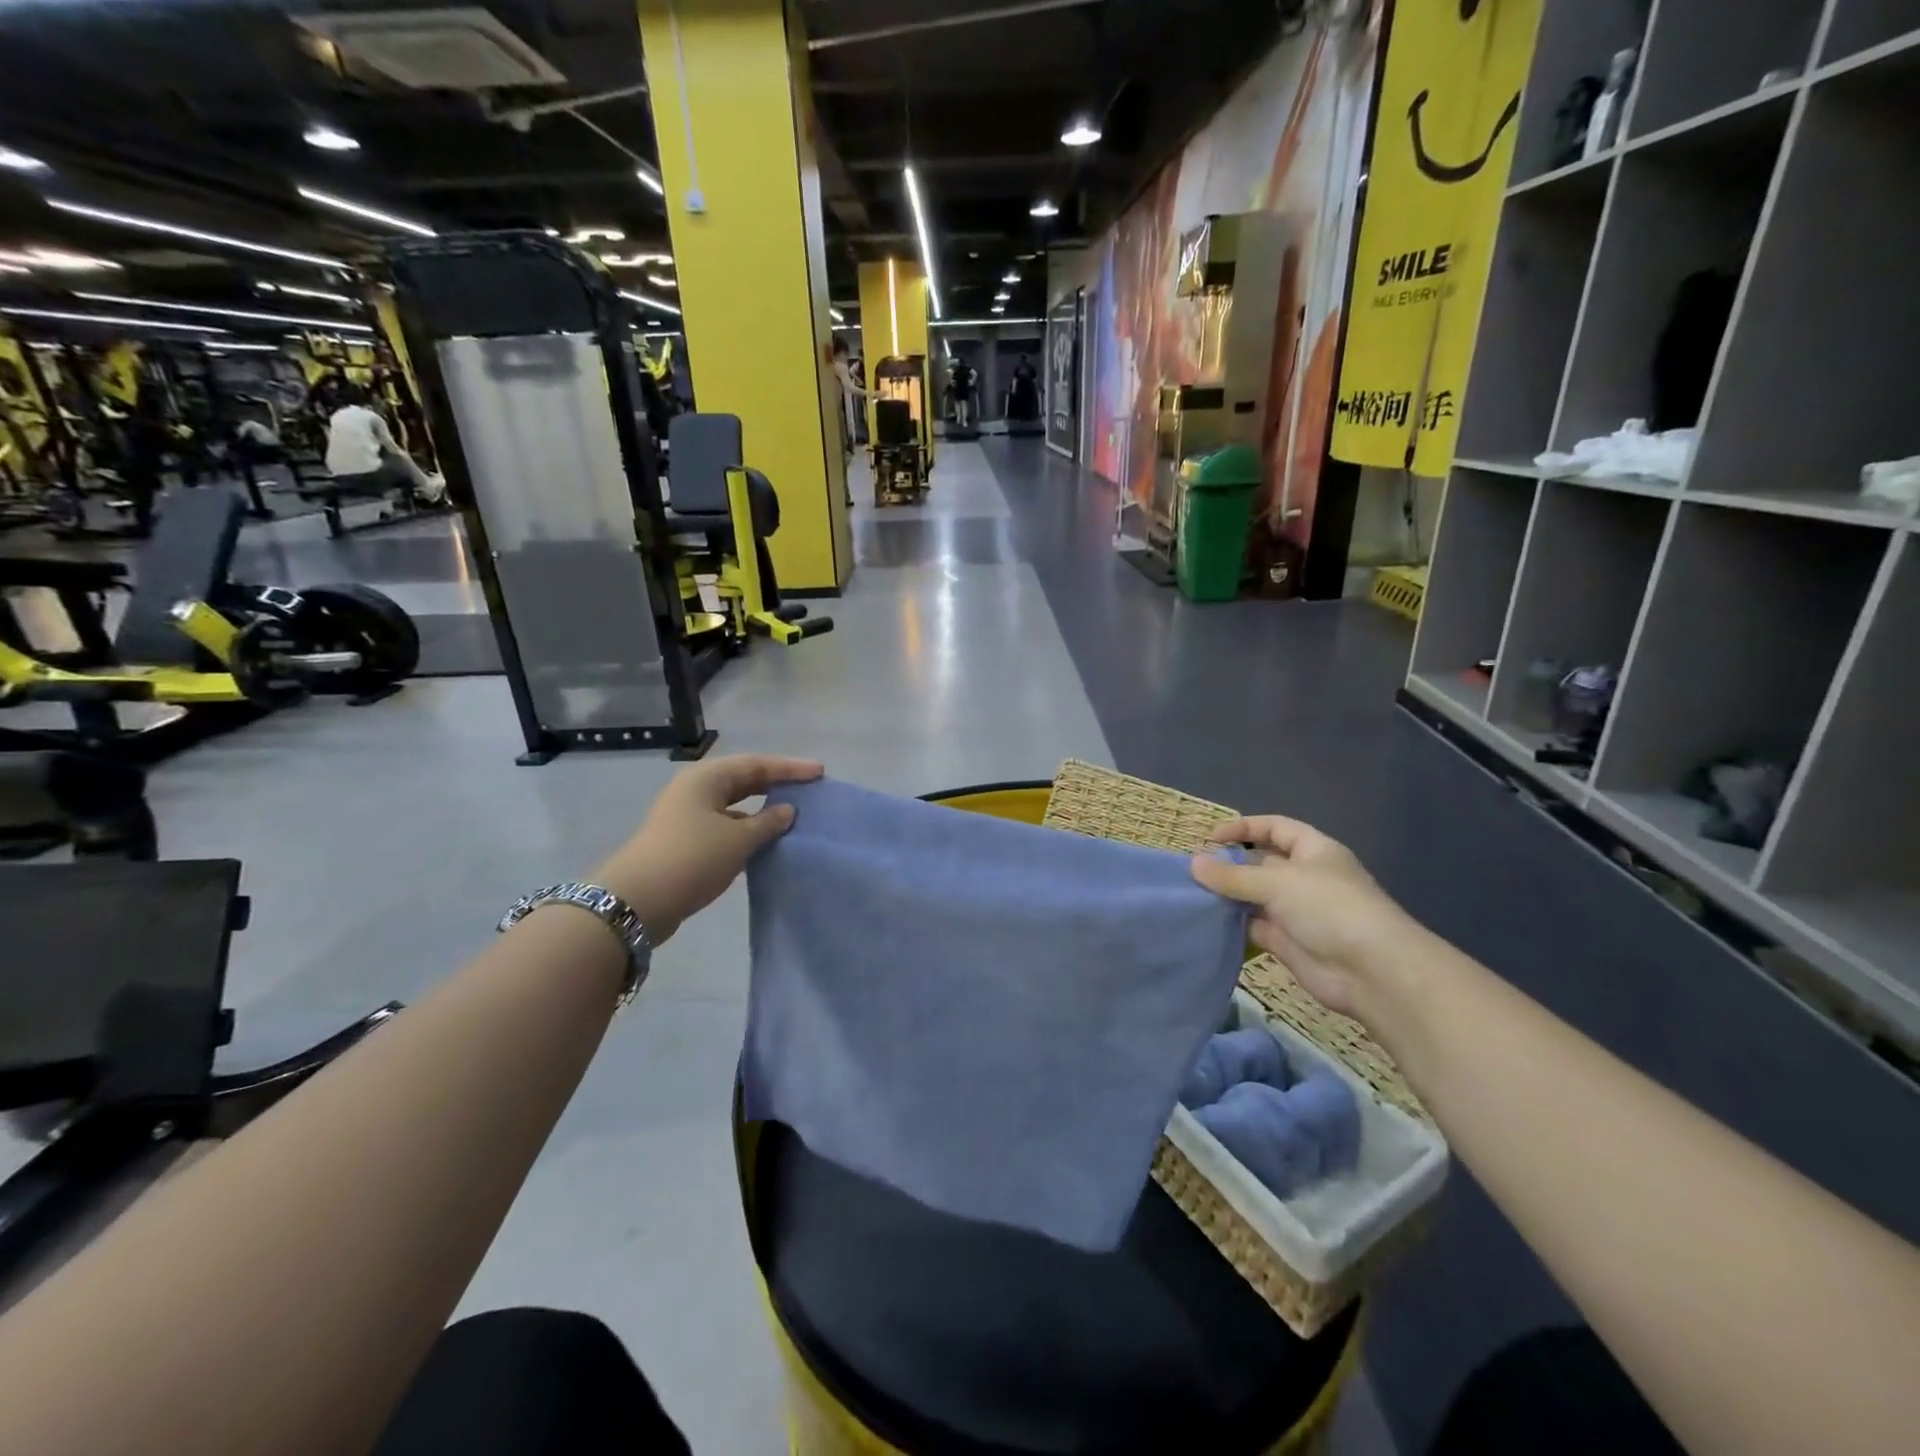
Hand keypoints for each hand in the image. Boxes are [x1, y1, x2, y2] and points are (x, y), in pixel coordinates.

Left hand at [597, 755, 822, 942]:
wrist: (637, 902)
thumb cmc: (692, 858)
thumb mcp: (738, 839)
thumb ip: (768, 822)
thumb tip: (787, 810)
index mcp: (706, 778)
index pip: (757, 764)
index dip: (790, 768)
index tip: (820, 773)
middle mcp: (695, 790)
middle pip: (744, 780)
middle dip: (776, 784)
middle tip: (809, 790)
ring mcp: (687, 816)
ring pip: (734, 805)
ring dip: (762, 810)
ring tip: (793, 817)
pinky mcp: (685, 841)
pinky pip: (725, 826)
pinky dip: (748, 830)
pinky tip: (766, 843)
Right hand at [1191, 817, 1421, 1019]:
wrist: (1371, 971)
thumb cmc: (1328, 908)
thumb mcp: (1277, 882)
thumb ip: (1233, 876)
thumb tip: (1194, 864)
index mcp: (1314, 851)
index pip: (1276, 828)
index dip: (1244, 828)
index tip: (1210, 838)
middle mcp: (1306, 878)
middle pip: (1262, 863)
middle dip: (1231, 864)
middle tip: (1194, 870)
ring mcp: (1297, 911)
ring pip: (1255, 897)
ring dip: (1229, 896)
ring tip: (1193, 895)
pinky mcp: (1288, 942)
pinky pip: (1254, 927)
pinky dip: (1233, 924)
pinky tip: (1208, 922)